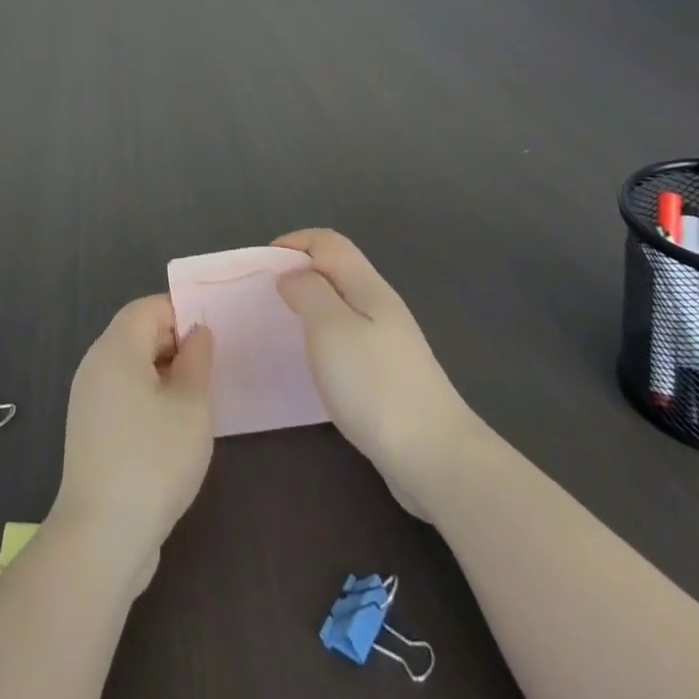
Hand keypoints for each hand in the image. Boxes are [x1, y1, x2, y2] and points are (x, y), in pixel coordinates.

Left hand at [48, 296, 214, 595]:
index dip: (182, 313)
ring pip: (130, 365)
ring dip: (164, 372)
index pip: (148, 307)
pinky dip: (148, 396)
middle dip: (175, 342)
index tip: (213, 337)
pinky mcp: (89, 430)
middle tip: (212, 368)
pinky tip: (173, 427)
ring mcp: (87, 399)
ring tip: (198, 398)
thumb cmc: (154, 459)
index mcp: (116, 348)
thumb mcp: (191, 404)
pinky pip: (122, 393)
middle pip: (136, 333)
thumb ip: (197, 359)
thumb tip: (197, 332)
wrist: (102, 536)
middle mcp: (95, 365)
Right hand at [274, 229, 484, 521]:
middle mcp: (380, 305)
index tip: (263, 266)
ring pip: (343, 304)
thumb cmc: (375, 385)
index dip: (295, 242)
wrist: (435, 455)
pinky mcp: (389, 374)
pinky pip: (348, 337)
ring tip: (283, 328)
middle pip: (337, 270)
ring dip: (311, 305)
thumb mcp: (331, 329)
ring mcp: (389, 341)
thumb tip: (293, 275)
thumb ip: (309, 292)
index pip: (329, 243)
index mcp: (368, 286)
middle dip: (300, 273)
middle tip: (267, 298)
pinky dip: (324, 336)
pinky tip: (314, 364)